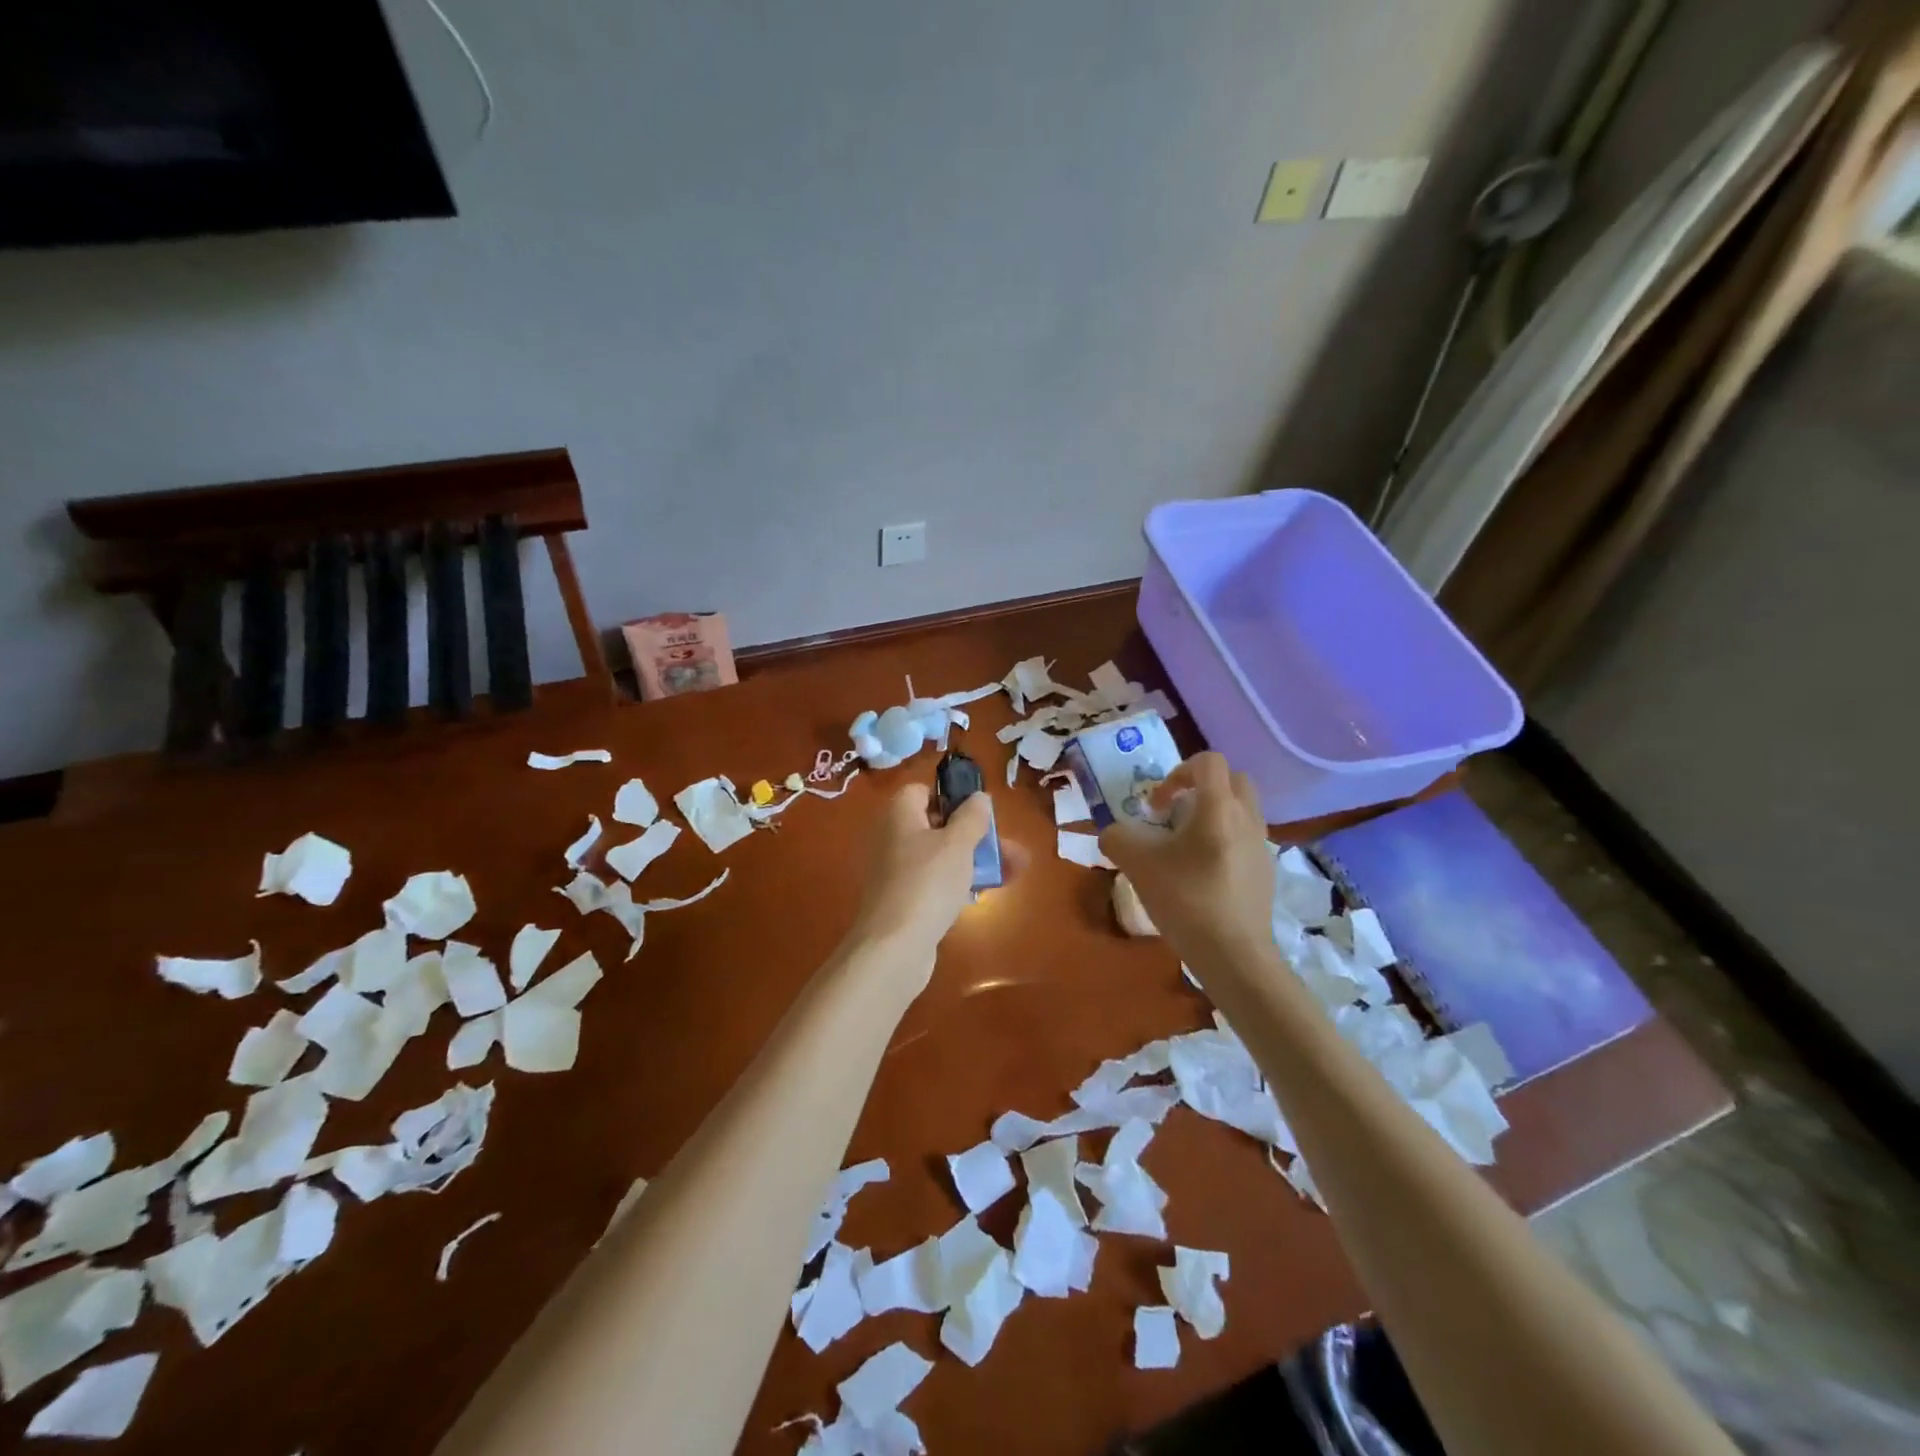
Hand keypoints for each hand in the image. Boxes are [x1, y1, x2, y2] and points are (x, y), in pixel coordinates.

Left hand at [845, 782, 991, 988]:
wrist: (894, 947)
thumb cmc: (927, 883)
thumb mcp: (957, 844)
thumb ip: (972, 817)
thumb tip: (978, 796)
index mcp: (899, 815)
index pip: (922, 791)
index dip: (951, 797)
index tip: (979, 813)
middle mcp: (892, 838)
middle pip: (937, 826)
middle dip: (977, 836)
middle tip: (1011, 849)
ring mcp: (895, 872)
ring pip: (941, 857)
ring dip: (975, 860)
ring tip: (1016, 871)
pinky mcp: (902, 901)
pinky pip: (934, 883)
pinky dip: (958, 884)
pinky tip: (985, 894)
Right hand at [1099, 752, 1274, 972]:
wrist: (1233, 954)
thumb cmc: (1185, 899)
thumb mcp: (1136, 864)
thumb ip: (1117, 837)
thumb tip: (1115, 833)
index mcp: (1218, 806)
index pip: (1208, 762)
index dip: (1176, 773)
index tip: (1157, 806)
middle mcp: (1247, 817)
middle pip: (1232, 780)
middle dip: (1201, 789)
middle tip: (1175, 816)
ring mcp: (1262, 845)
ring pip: (1242, 809)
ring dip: (1214, 815)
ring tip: (1186, 847)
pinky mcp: (1266, 871)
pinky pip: (1246, 838)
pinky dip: (1225, 841)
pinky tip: (1203, 874)